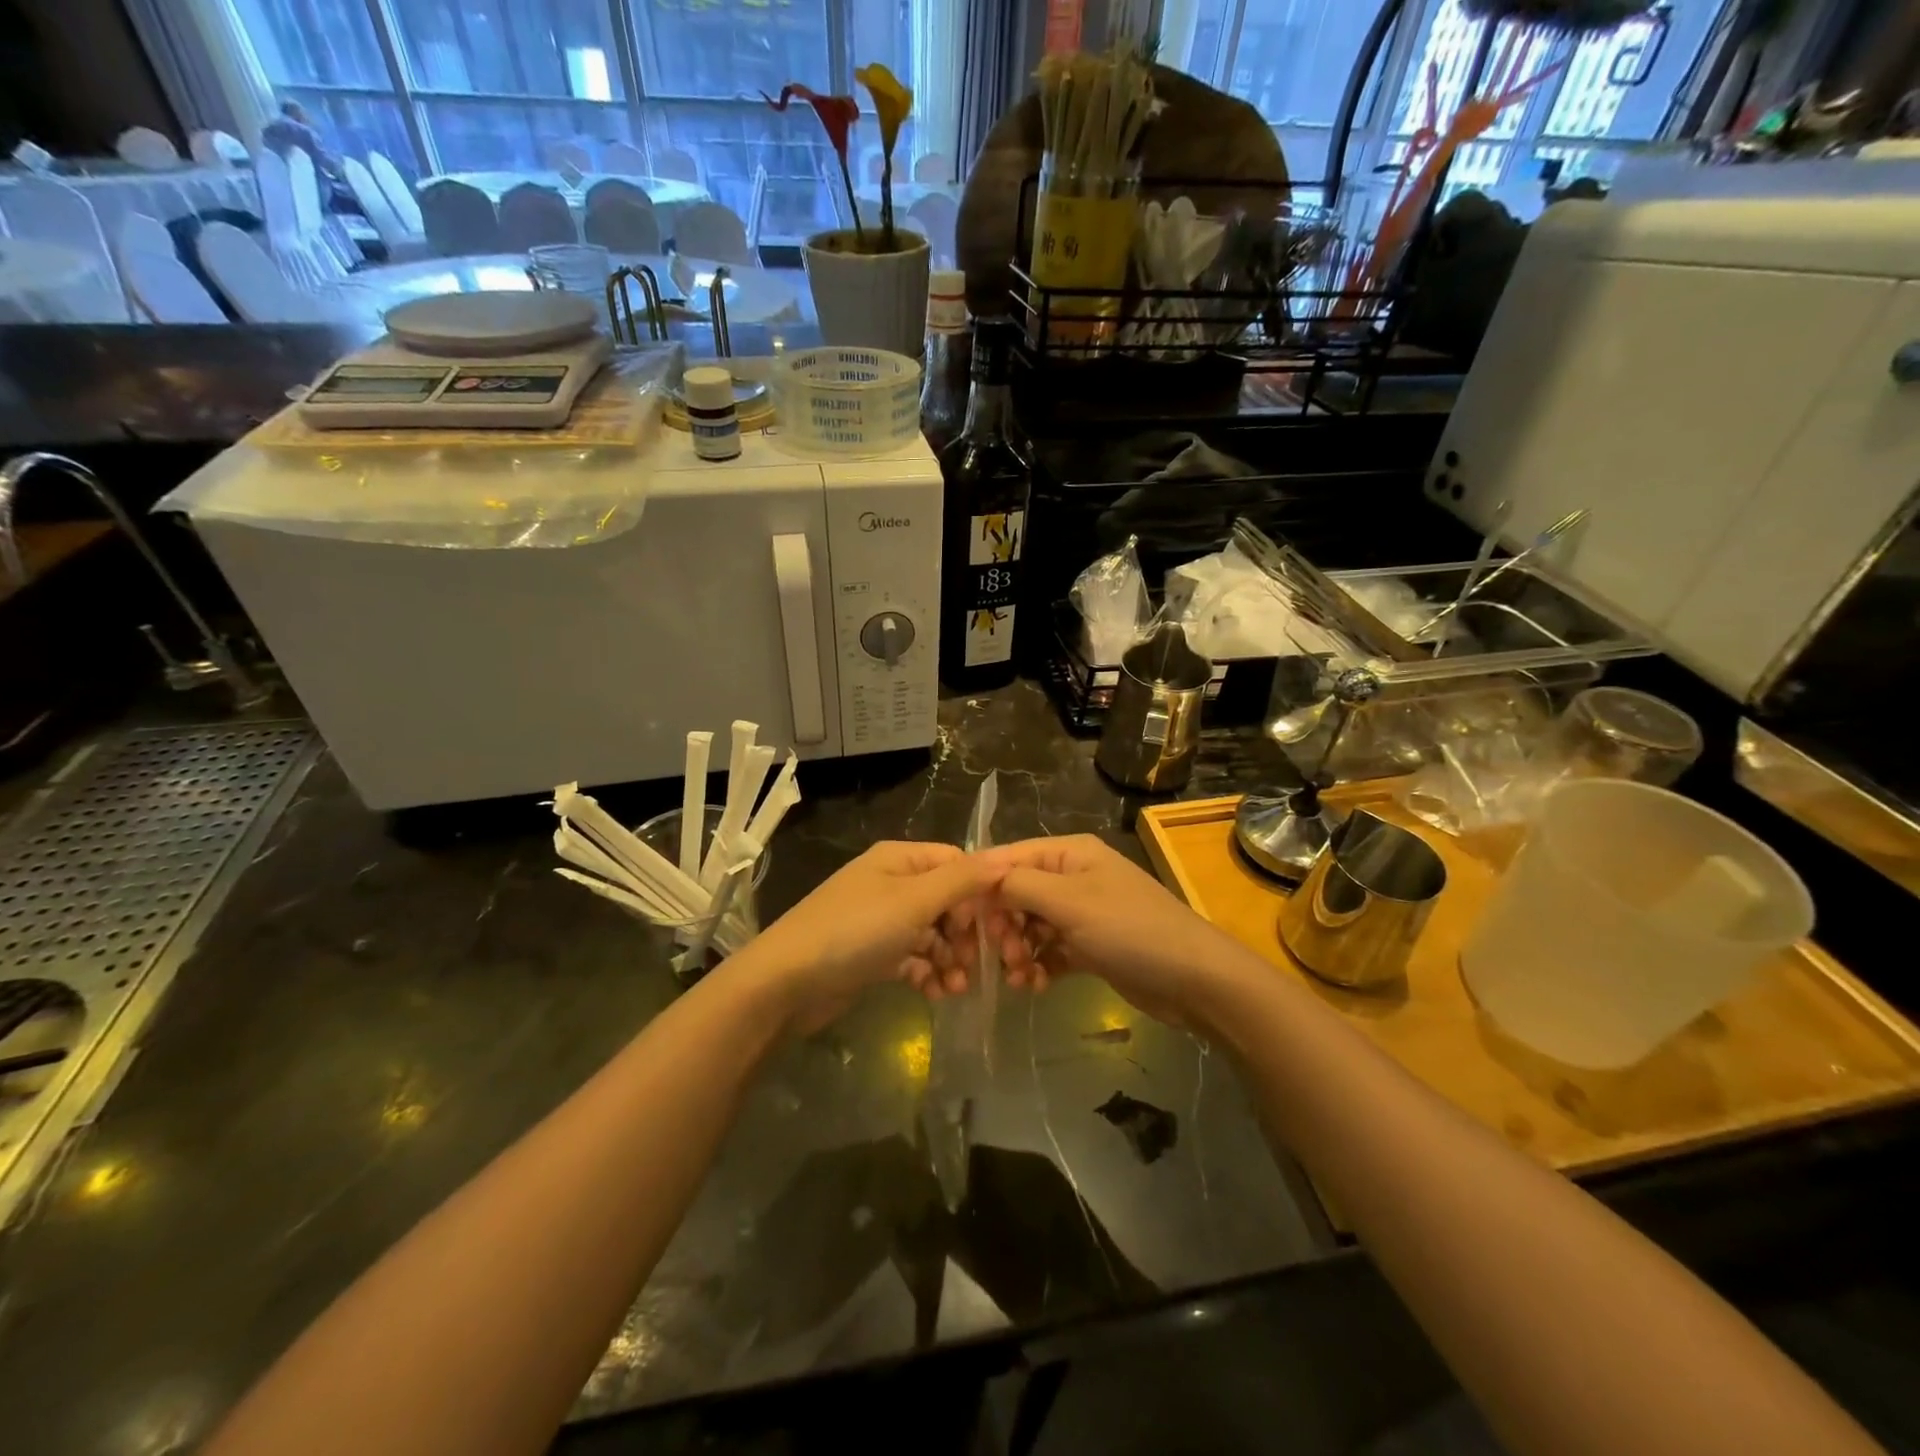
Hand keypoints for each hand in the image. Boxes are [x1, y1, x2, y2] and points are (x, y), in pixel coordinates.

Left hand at [725, 842, 1004, 1032]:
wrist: (787, 982)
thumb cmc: (855, 931)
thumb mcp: (914, 901)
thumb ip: (963, 880)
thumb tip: (1007, 859)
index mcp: (900, 859)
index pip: (957, 864)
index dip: (979, 894)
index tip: (993, 928)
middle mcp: (891, 882)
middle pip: (947, 901)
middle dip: (966, 933)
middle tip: (979, 966)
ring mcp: (880, 919)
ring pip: (932, 933)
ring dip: (950, 958)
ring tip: (957, 988)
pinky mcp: (872, 953)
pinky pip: (912, 956)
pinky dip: (927, 972)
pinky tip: (935, 994)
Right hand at [981, 835, 1252, 1028]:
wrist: (1194, 979)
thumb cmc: (1130, 929)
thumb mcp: (1070, 901)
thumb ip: (1020, 885)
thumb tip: (982, 880)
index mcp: (1069, 854)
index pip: (1009, 858)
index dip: (982, 886)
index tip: (958, 918)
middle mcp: (1073, 877)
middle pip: (1017, 894)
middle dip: (1002, 924)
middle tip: (1000, 956)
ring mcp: (1083, 913)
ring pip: (1031, 926)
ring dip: (1017, 951)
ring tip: (1018, 977)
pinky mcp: (1090, 946)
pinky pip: (1050, 950)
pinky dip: (1038, 966)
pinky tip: (1033, 986)